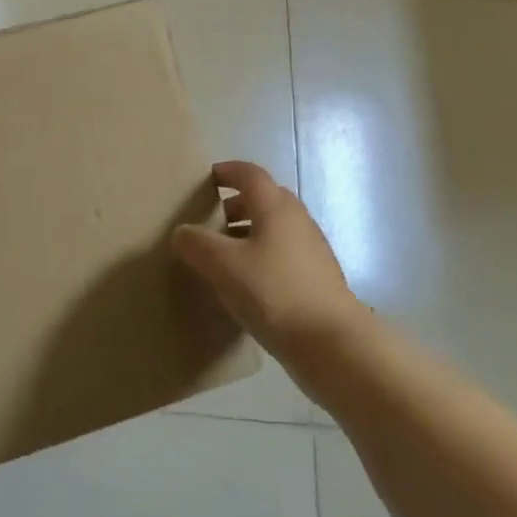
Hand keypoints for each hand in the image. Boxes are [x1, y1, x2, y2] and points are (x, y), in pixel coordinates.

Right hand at [172, 160, 359, 361]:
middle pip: (266, 198)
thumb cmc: (275, 292)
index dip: (228, 171)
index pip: (250, 174)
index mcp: (275, 207)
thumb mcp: (223, 266)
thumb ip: (197, 244)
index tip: (209, 178)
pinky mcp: (319, 279)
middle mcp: (298, 220)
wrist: (333, 344)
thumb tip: (183, 232)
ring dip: (250, 232)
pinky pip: (285, 254)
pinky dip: (264, 255)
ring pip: (276, 228)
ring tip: (226, 254)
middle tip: (213, 219)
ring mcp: (312, 250)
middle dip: (238, 203)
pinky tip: (249, 283)